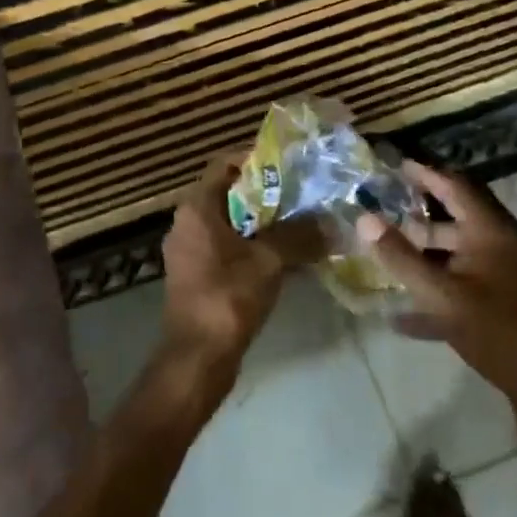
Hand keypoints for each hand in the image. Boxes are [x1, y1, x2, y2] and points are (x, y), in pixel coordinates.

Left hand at [158, 156, 322, 399]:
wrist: (197, 357)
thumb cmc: (228, 296)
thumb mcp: (269, 260)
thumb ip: (299, 235)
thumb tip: (330, 222)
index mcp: (196, 208)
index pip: (224, 165)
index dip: (256, 159)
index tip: (290, 164)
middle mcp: (187, 223)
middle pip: (230, 194)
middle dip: (267, 194)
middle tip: (303, 194)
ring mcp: (190, 252)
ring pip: (231, 224)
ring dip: (264, 223)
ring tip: (302, 224)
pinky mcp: (198, 276)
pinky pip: (228, 249)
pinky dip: (254, 247)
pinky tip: (286, 258)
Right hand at [359, 161, 516, 452]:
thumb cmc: (500, 334)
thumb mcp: (443, 295)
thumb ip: (401, 258)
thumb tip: (364, 218)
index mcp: (490, 237)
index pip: (456, 190)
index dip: (427, 175)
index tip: (398, 165)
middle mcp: (500, 253)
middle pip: (453, 228)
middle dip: (416, 225)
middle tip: (380, 222)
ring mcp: (505, 286)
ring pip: (456, 264)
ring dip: (422, 265)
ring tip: (385, 265)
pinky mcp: (505, 316)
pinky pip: (462, 298)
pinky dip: (435, 302)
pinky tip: (403, 321)